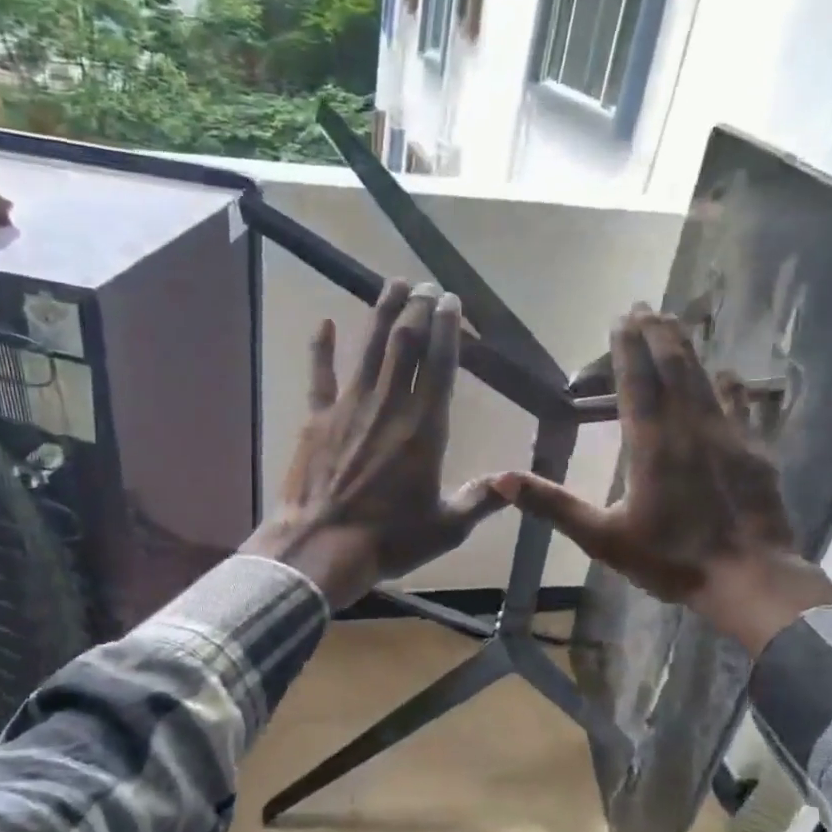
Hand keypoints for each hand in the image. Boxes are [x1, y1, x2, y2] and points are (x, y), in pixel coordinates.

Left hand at [243, 280, 506, 608]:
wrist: (321, 547)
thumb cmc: (388, 540)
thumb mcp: (446, 528)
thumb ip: (480, 501)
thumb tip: (515, 482)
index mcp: (425, 428)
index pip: (441, 364)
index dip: (447, 328)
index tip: (451, 301)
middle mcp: (389, 406)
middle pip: (406, 344)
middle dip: (418, 309)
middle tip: (425, 286)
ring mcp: (349, 407)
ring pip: (369, 348)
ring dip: (382, 313)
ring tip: (392, 283)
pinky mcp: (316, 418)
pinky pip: (319, 375)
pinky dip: (320, 348)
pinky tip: (322, 323)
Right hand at [491, 305, 831, 653]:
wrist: (748, 577)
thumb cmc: (670, 558)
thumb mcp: (601, 537)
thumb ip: (553, 505)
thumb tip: (500, 479)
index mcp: (651, 445)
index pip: (636, 383)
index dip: (627, 349)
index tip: (621, 317)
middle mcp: (690, 428)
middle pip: (674, 369)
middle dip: (658, 335)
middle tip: (647, 306)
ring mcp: (728, 436)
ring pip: (705, 380)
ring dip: (689, 350)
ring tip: (677, 323)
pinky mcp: (754, 451)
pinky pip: (741, 406)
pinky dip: (731, 386)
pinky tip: (730, 374)